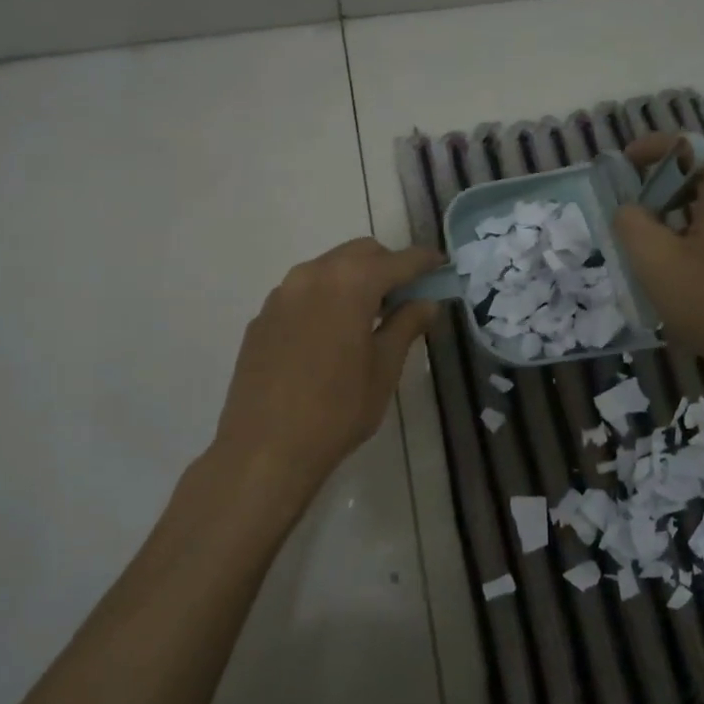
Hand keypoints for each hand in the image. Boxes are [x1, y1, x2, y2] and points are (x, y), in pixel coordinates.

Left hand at [213, 237, 440, 499]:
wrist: (264, 450)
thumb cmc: (337, 410)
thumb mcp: (384, 368)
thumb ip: (407, 325)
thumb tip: (426, 302)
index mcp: (350, 283)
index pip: (398, 260)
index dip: (424, 261)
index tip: (441, 264)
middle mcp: (312, 275)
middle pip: (360, 253)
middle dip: (387, 266)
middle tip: (406, 296)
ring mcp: (282, 294)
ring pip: (328, 269)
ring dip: (354, 280)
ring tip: (369, 316)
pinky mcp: (262, 317)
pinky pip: (303, 293)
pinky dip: (326, 298)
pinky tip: (331, 335)